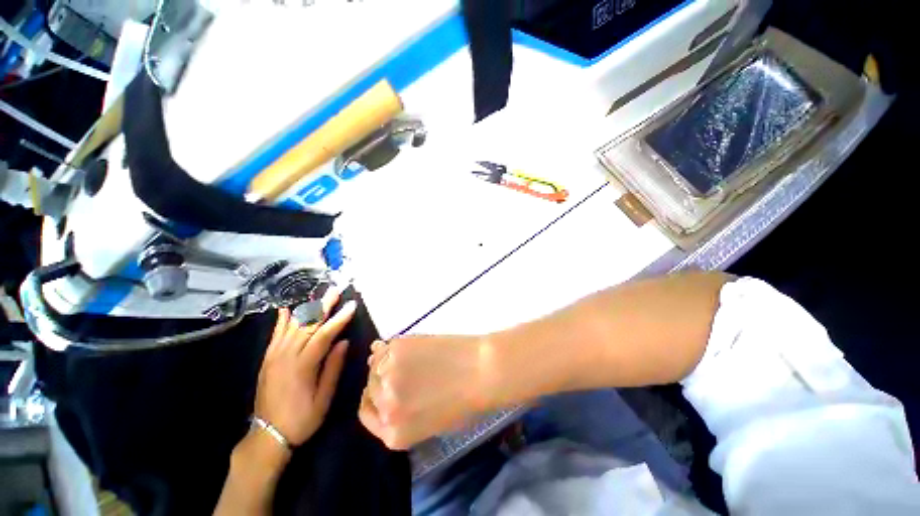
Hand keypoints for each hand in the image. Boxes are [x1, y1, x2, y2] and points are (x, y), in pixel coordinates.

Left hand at [254, 288, 356, 447]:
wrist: (268, 435)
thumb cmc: (302, 419)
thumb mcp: (324, 398)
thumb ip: (333, 367)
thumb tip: (344, 342)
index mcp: (302, 367)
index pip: (323, 335)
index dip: (338, 319)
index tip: (351, 305)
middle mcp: (286, 357)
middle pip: (307, 325)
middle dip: (323, 306)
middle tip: (335, 291)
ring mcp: (274, 357)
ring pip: (292, 327)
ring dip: (307, 309)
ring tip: (319, 296)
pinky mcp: (267, 360)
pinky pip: (275, 335)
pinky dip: (281, 321)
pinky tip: (286, 309)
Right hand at [358, 334, 488, 449]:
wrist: (483, 371)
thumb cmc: (465, 401)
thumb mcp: (430, 421)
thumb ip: (401, 411)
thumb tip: (383, 384)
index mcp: (394, 434)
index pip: (368, 414)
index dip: (376, 399)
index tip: (386, 388)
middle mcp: (386, 407)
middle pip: (370, 388)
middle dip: (383, 380)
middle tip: (403, 370)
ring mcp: (389, 375)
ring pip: (374, 366)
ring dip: (386, 361)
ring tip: (409, 358)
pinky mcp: (397, 349)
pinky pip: (385, 348)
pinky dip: (391, 347)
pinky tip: (409, 348)